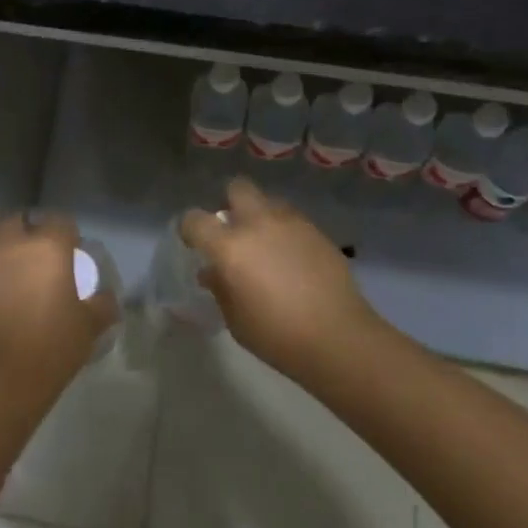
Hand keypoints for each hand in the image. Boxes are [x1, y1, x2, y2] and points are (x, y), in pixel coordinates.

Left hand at [0, 212, 118, 398]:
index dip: (69, 235)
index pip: (61, 221)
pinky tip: (9, 300)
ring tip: (27, 280)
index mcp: (48, 246)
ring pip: (0, 244)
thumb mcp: (89, 326)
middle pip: (21, 222)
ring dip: (12, 253)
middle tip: (46, 258)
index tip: (75, 254)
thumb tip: (107, 298)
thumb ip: (102, 305)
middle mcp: (14, 246)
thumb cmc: (53, 345)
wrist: (1, 379)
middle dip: (32, 232)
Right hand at [181, 178, 378, 380]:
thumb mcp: (236, 321)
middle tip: (234, 230)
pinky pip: (292, 219)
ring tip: (267, 244)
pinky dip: (285, 231)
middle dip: (230, 203)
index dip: (189, 229)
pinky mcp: (316, 231)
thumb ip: (220, 289)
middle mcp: (258, 224)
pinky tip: (292, 257)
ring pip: (268, 201)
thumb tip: (212, 272)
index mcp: (230, 247)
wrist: (338, 338)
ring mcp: (291, 223)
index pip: (195, 220)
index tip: (194, 243)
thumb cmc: (278, 336)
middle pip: (237, 188)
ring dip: (261, 216)